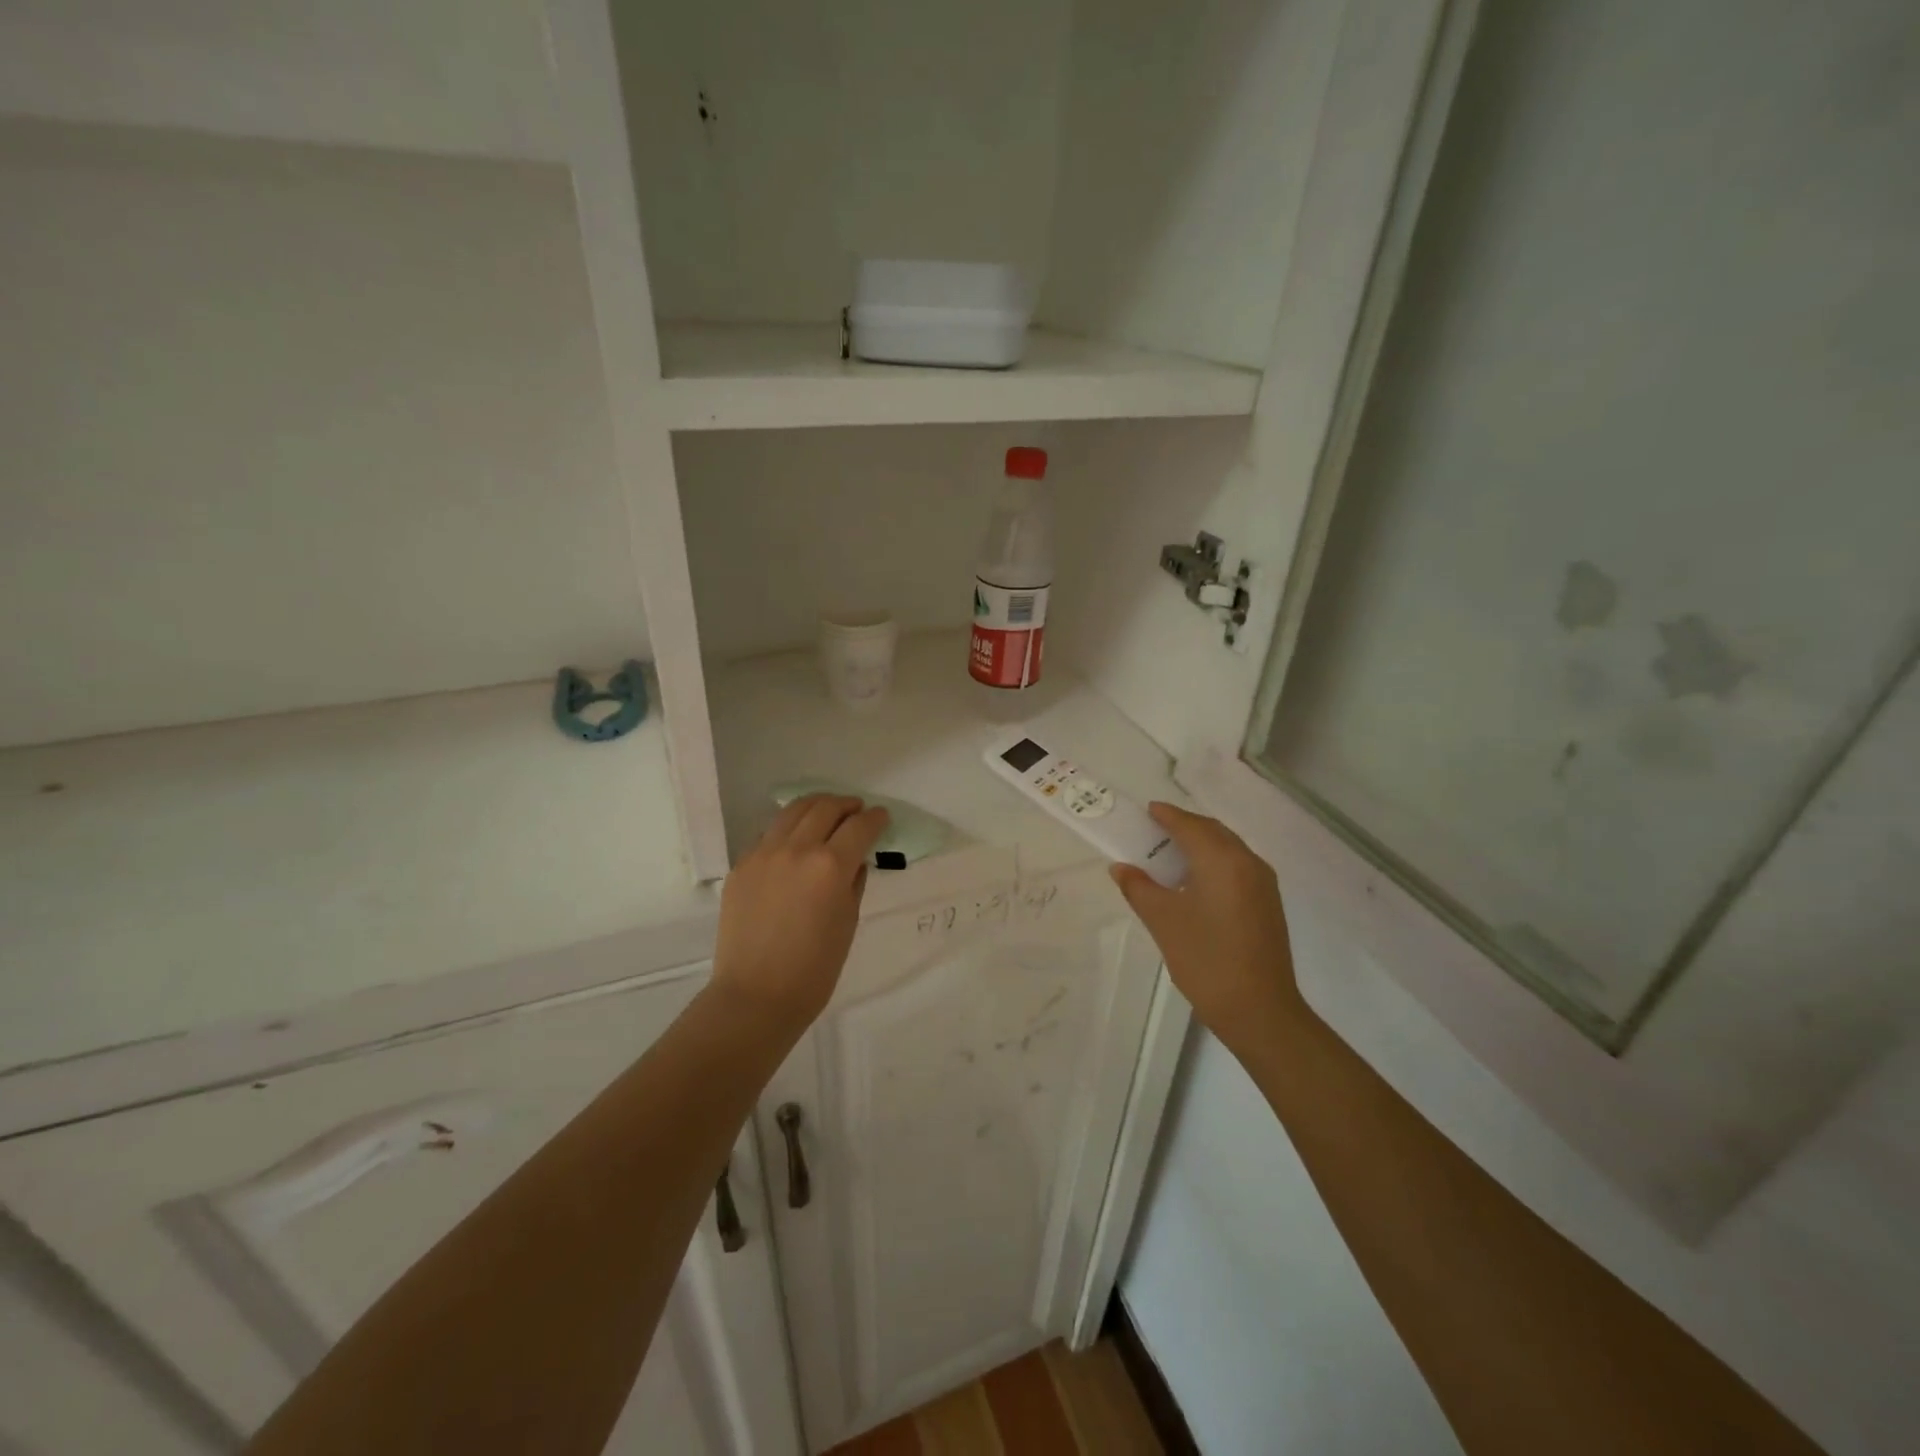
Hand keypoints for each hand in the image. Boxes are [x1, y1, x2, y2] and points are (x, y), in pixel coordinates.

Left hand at [711, 794, 889, 1027]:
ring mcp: (763, 854)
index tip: (882, 817)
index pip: (859, 827)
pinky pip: (768, 834)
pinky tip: (795, 840)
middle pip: (825, 808)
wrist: (756, 996)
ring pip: (792, 811)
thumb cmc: (814, 969)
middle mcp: (796, 849)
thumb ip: (854, 882)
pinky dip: (788, 828)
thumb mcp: (848, 922)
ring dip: (816, 806)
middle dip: (846, 805)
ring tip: (827, 811)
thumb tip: (854, 860)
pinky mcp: (741, 866)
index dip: (875, 818)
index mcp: (830, 866)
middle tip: (857, 810)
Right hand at [1110, 803, 1303, 1041]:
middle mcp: (1248, 863)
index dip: (1167, 815)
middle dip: (1184, 826)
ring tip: (1170, 855)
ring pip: (1228, 849)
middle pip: (1213, 832)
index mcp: (1223, 861)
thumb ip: (1139, 888)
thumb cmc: (1206, 960)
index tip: (1147, 810)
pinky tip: (1194, 882)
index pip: (1191, 826)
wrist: (1260, 1010)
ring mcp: (1263, 884)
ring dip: (1200, 845)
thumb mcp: (1163, 921)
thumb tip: (1121, 867)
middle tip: (1154, 831)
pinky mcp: (1267, 904)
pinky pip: (1237, 867)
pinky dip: (1214, 862)